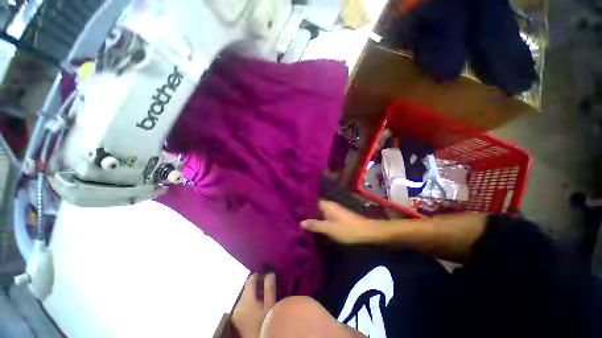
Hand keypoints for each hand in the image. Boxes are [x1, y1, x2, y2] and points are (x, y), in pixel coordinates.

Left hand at [231, 273, 275, 337]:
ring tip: (266, 298)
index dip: (259, 276)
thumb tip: (270, 273)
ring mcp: (236, 312)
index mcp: (245, 299)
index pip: (250, 279)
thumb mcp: (270, 306)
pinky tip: (259, 308)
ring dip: (256, 294)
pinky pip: (244, 304)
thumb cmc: (264, 323)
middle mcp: (238, 304)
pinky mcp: (237, 319)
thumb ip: (269, 288)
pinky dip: (252, 302)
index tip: (268, 278)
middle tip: (269, 289)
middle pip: (248, 288)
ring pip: (247, 296)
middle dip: (259, 286)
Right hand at [301, 200, 383, 243]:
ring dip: (313, 216)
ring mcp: (334, 210)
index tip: (294, 209)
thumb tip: (300, 222)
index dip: (303, 205)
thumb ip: (315, 225)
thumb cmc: (347, 229)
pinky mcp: (338, 216)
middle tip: (296, 217)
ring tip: (302, 222)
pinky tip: (315, 225)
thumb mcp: (329, 228)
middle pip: (315, 206)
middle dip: (307, 212)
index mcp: (326, 205)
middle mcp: (330, 205)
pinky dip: (320, 219)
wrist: (366, 232)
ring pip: (320, 211)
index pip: (311, 201)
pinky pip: (325, 215)